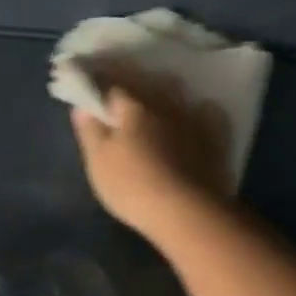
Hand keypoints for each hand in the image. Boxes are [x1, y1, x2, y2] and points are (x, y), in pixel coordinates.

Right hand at [69, 67, 229, 238]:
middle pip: (144, 84)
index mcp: (133, 105)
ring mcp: (192, 119)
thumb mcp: (98, 160)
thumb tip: (82, 106)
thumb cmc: (133, 185)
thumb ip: (89, 129)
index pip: (109, 82)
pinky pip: (204, 112)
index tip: (86, 82)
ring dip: (162, 94)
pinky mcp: (213, 138)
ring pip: (174, 94)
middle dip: (130, 85)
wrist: (188, 213)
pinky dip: (196, 110)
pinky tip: (195, 114)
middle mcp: (164, 103)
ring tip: (155, 102)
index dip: (96, 82)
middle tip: (119, 93)